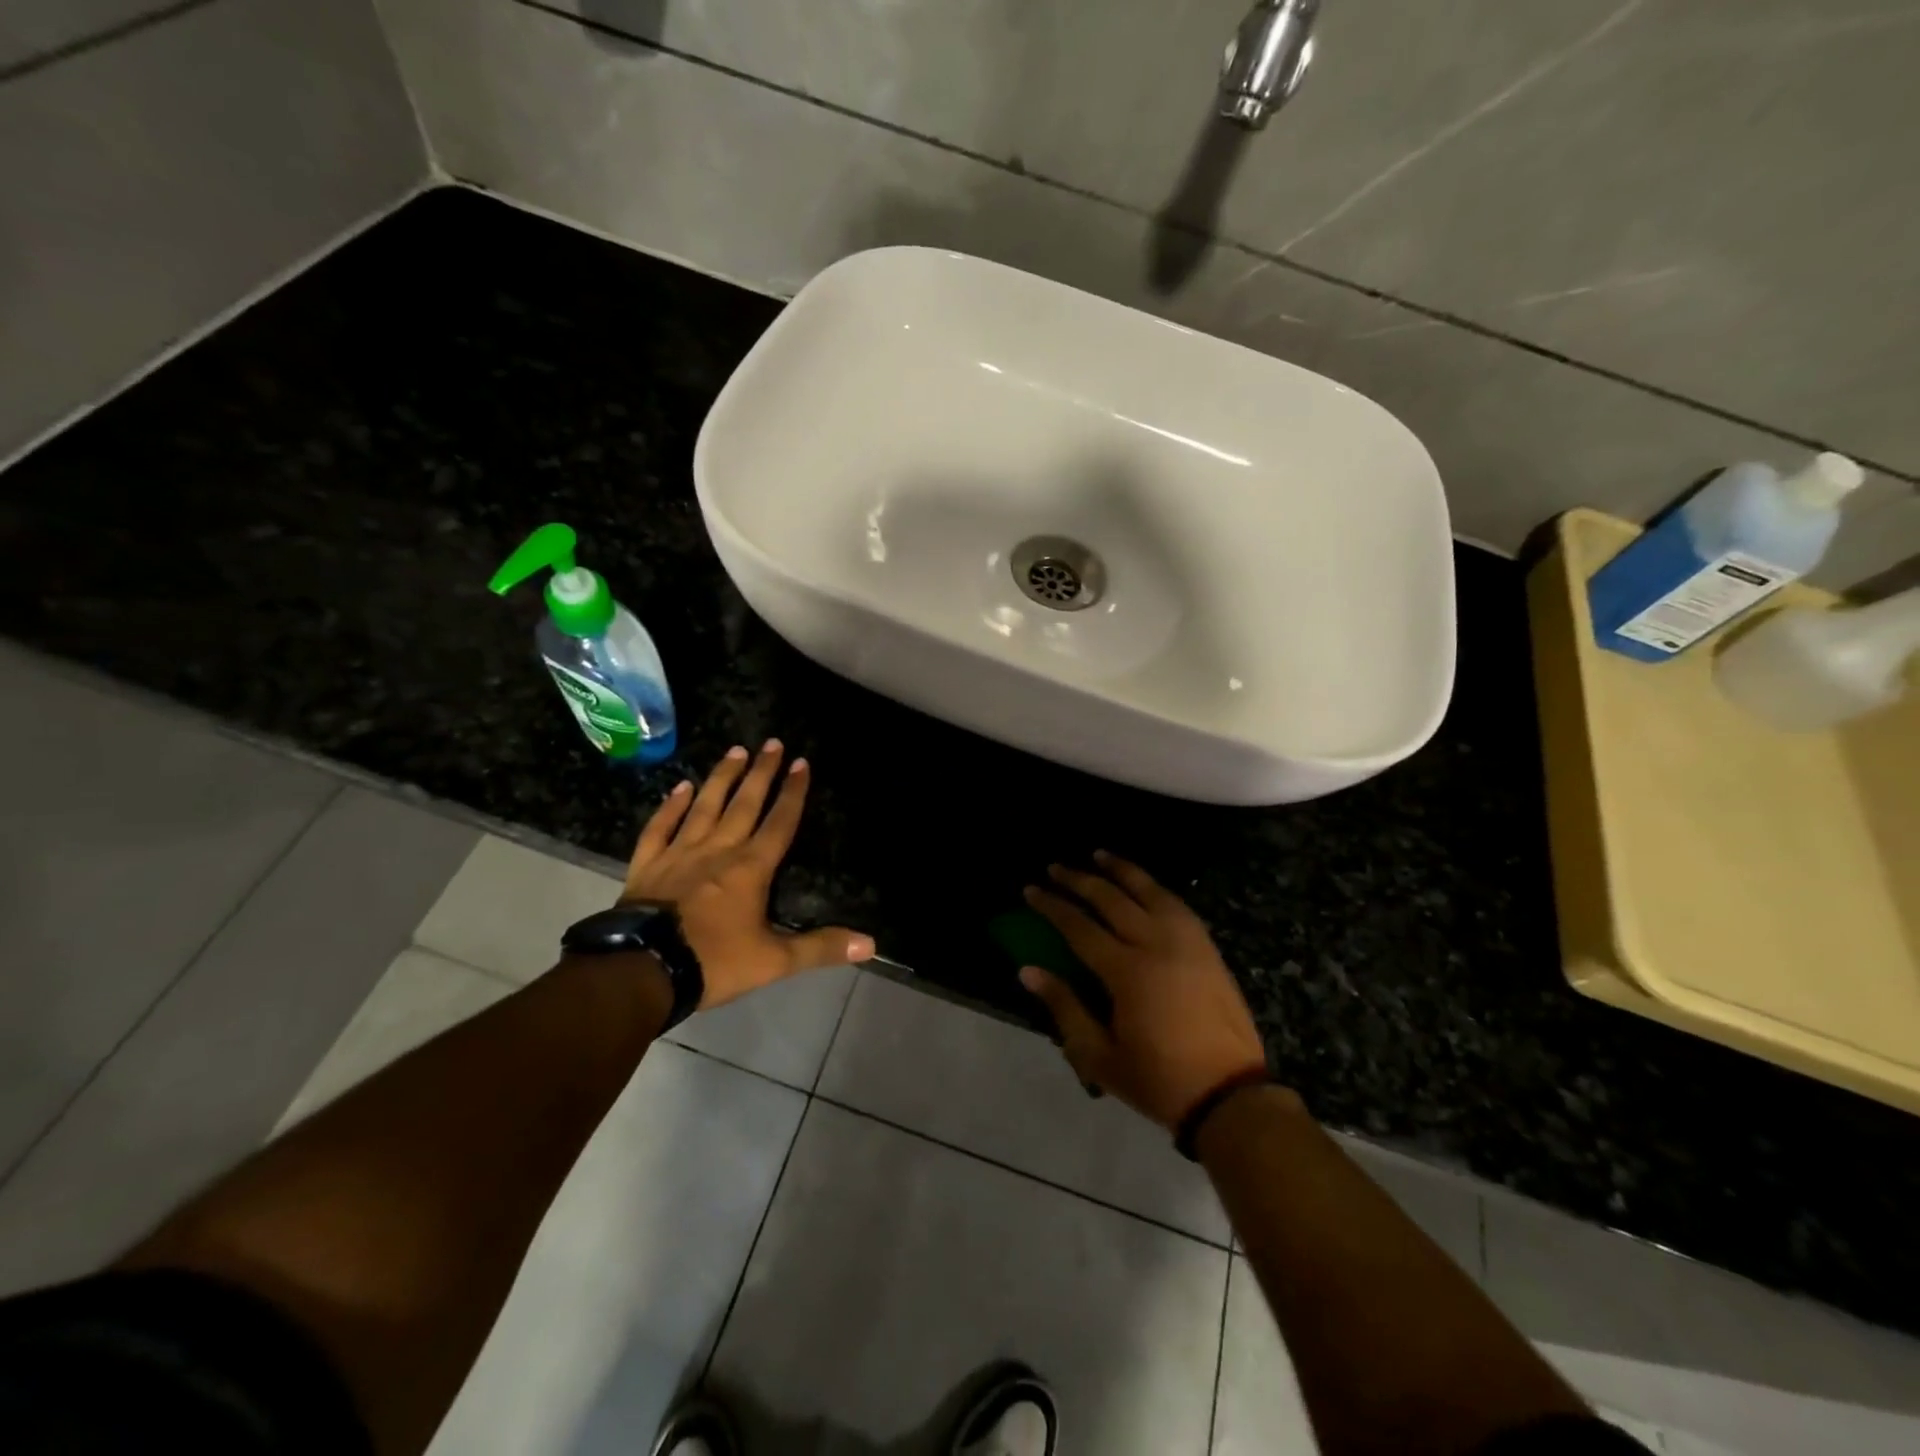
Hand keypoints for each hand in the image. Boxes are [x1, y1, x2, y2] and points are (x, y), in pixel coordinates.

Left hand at [622, 740, 874, 1009]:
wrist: (643, 970)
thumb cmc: (713, 962)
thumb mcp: (775, 961)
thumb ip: (820, 948)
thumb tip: (869, 944)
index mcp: (751, 868)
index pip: (779, 822)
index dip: (793, 792)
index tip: (802, 762)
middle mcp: (718, 850)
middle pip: (745, 803)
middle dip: (762, 772)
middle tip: (772, 743)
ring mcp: (680, 853)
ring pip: (705, 806)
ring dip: (722, 777)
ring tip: (735, 750)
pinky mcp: (648, 864)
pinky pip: (661, 827)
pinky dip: (670, 806)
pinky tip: (680, 787)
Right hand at [1021, 852, 1268, 1129]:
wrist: (1230, 1094)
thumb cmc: (1158, 1080)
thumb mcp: (1099, 1056)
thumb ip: (1064, 1007)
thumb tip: (1028, 970)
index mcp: (1127, 971)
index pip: (1079, 927)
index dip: (1052, 906)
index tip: (1031, 889)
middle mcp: (1156, 944)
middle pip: (1111, 899)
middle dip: (1079, 879)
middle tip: (1056, 867)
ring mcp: (1187, 942)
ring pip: (1149, 890)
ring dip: (1121, 869)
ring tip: (1099, 854)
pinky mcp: (1208, 948)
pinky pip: (1177, 904)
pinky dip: (1154, 887)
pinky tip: (1144, 884)